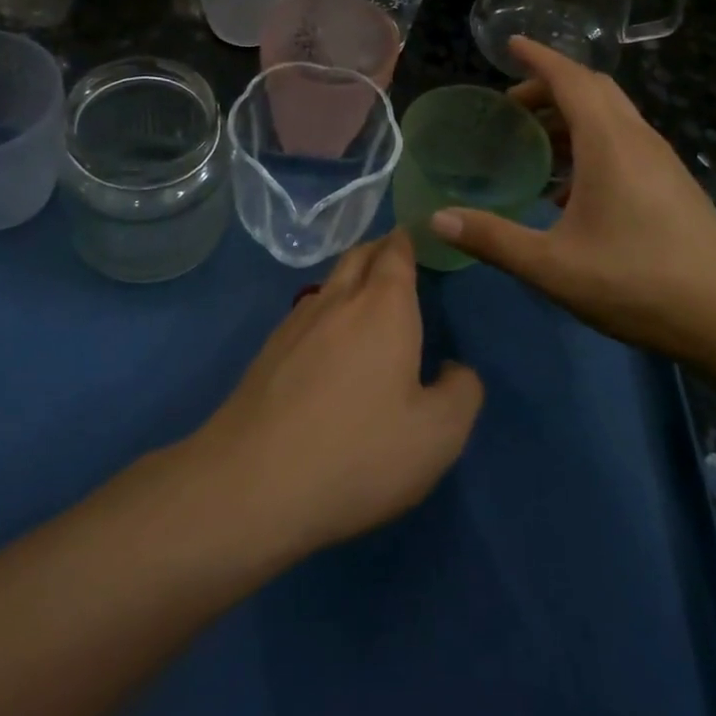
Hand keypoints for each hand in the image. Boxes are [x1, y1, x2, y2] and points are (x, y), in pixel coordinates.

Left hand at [192, 231, 482, 560]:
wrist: (253, 481)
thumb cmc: (358, 452)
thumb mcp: (437, 435)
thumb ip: (461, 392)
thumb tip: (455, 369)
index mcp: (383, 307)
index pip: (395, 253)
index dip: (407, 240)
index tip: (415, 234)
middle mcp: (338, 301)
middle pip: (359, 256)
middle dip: (379, 249)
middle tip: (396, 254)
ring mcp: (296, 323)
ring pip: (329, 282)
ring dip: (351, 276)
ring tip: (367, 293)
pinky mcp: (268, 351)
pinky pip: (306, 312)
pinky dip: (326, 309)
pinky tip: (328, 338)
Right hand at [430, 38, 715, 365]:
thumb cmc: (639, 283)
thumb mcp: (553, 266)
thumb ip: (493, 239)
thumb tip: (436, 219)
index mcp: (610, 142)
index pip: (570, 78)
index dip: (538, 57)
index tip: (510, 44)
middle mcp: (638, 140)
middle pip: (593, 90)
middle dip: (549, 87)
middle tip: (511, 106)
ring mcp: (661, 162)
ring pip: (611, 117)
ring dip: (570, 117)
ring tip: (535, 144)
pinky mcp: (672, 185)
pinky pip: (624, 143)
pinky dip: (590, 144)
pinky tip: (570, 190)